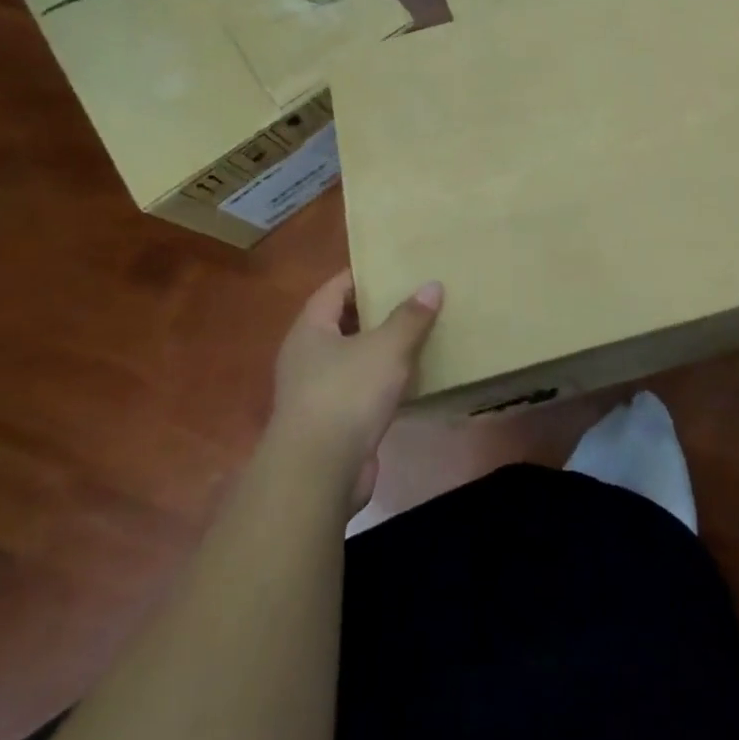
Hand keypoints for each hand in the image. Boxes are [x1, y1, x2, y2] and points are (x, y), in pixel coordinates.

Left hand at [267, 271, 442, 512]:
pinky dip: (384, 382)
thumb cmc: (347, 394)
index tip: (394, 266)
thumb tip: (432, 285)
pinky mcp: (333, 423)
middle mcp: (307, 357)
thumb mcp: (386, 347)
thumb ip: (410, 317)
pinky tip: (412, 379)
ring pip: (354, 358)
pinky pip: (362, 390)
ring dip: (382, 349)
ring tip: (420, 334)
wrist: (318, 473)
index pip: (334, 289)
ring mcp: (316, 392)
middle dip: (377, 311)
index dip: (362, 275)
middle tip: (415, 297)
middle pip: (343, 323)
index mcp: (310, 330)